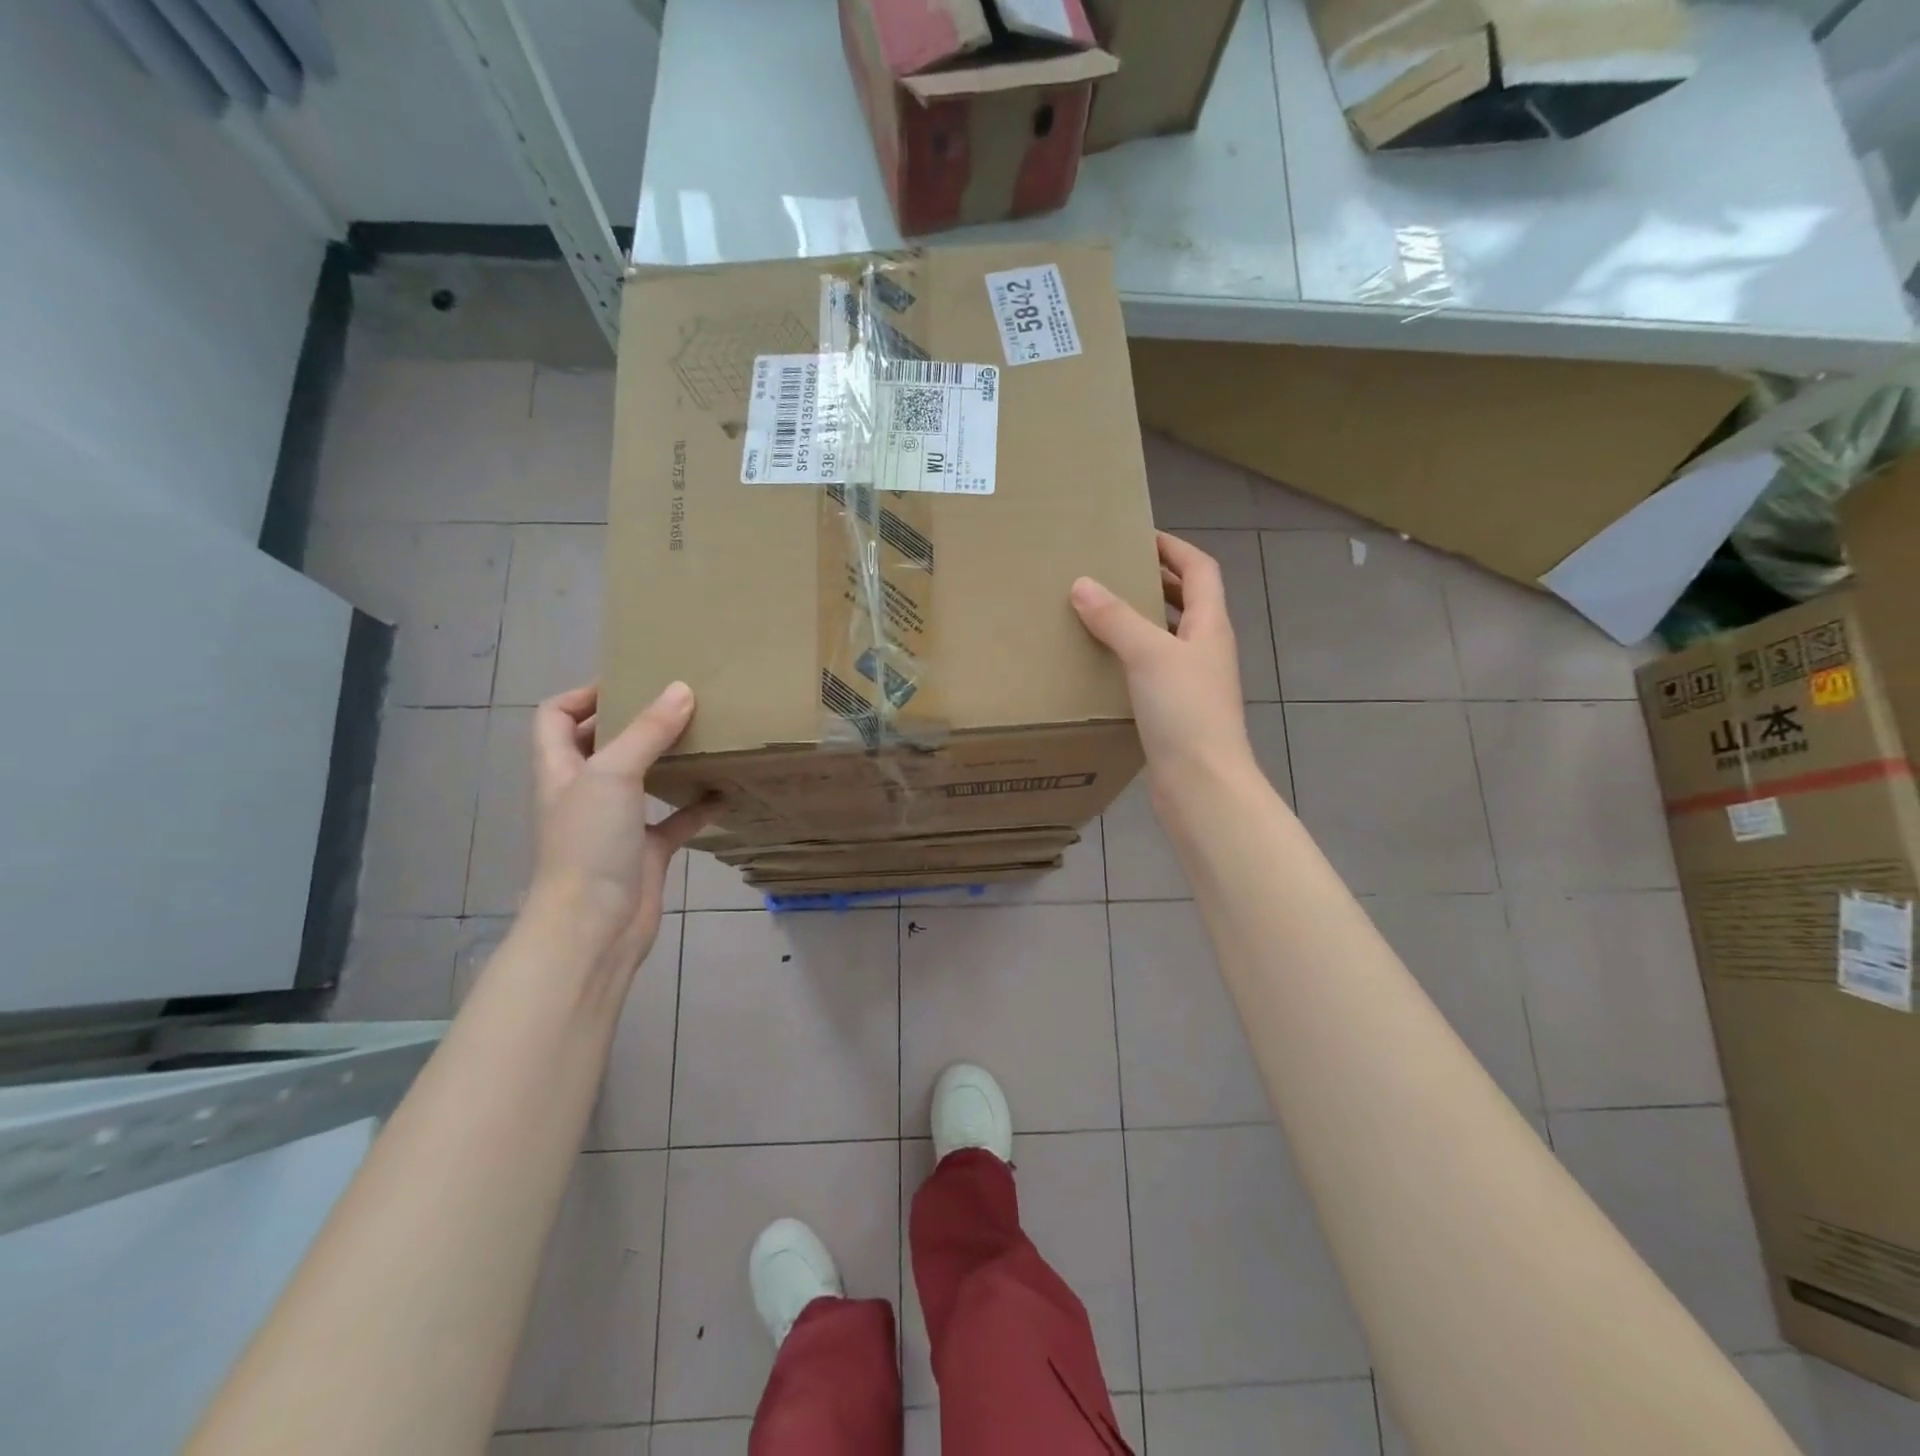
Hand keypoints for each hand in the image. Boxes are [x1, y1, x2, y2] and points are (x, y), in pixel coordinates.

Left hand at [528, 682, 713, 968]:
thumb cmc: (589, 843)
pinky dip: (697, 805)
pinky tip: (725, 791)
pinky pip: (674, 820)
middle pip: (600, 744)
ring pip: (641, 780)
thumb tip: (682, 689)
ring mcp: (615, 824)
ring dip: (667, 760)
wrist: (595, 927)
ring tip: (702, 735)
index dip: (583, 694)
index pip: (555, 717)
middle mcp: (584, 792)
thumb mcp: (613, 775)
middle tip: (677, 702)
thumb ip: (647, 731)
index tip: (630, 681)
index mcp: (561, 769)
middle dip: (633, 722)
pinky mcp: (645, 851)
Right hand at [1070, 531, 1254, 795]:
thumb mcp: (1148, 655)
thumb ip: (1116, 618)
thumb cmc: (1185, 711)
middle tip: (1113, 572)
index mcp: (1210, 626)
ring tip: (1100, 613)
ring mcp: (1193, 683)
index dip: (1174, 549)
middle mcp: (1206, 650)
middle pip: (1187, 602)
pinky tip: (1103, 666)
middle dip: (1155, 582)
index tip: (1138, 537)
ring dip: (1141, 620)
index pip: (1200, 570)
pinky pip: (1153, 671)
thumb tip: (1082, 583)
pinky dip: (1131, 658)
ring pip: (1168, 638)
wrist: (1202, 784)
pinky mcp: (1176, 712)